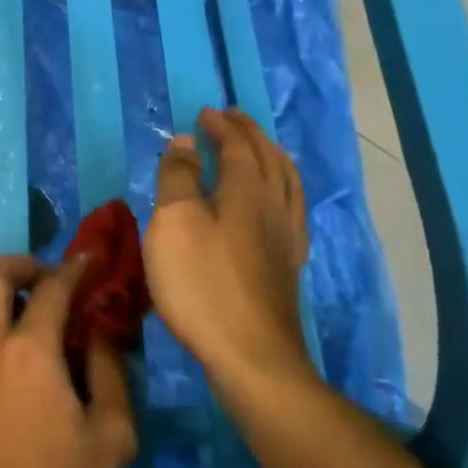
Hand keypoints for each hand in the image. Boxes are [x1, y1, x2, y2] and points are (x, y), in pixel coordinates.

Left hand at [0, 255, 137, 467]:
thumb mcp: (111, 441)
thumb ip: (111, 376)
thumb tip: (100, 336)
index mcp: (30, 352)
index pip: (51, 288)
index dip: (73, 268)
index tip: (89, 263)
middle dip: (24, 264)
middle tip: (49, 280)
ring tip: (26, 314)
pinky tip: (5, 351)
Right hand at [145, 107, 315, 397]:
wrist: (250, 355)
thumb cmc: (201, 283)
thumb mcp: (174, 223)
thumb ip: (178, 178)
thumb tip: (185, 141)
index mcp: (247, 191)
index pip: (238, 146)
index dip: (222, 127)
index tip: (205, 113)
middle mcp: (274, 207)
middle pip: (269, 159)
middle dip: (250, 134)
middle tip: (232, 118)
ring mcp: (286, 238)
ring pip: (288, 183)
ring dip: (272, 157)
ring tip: (260, 148)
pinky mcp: (287, 266)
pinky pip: (292, 209)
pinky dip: (283, 189)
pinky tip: (276, 203)